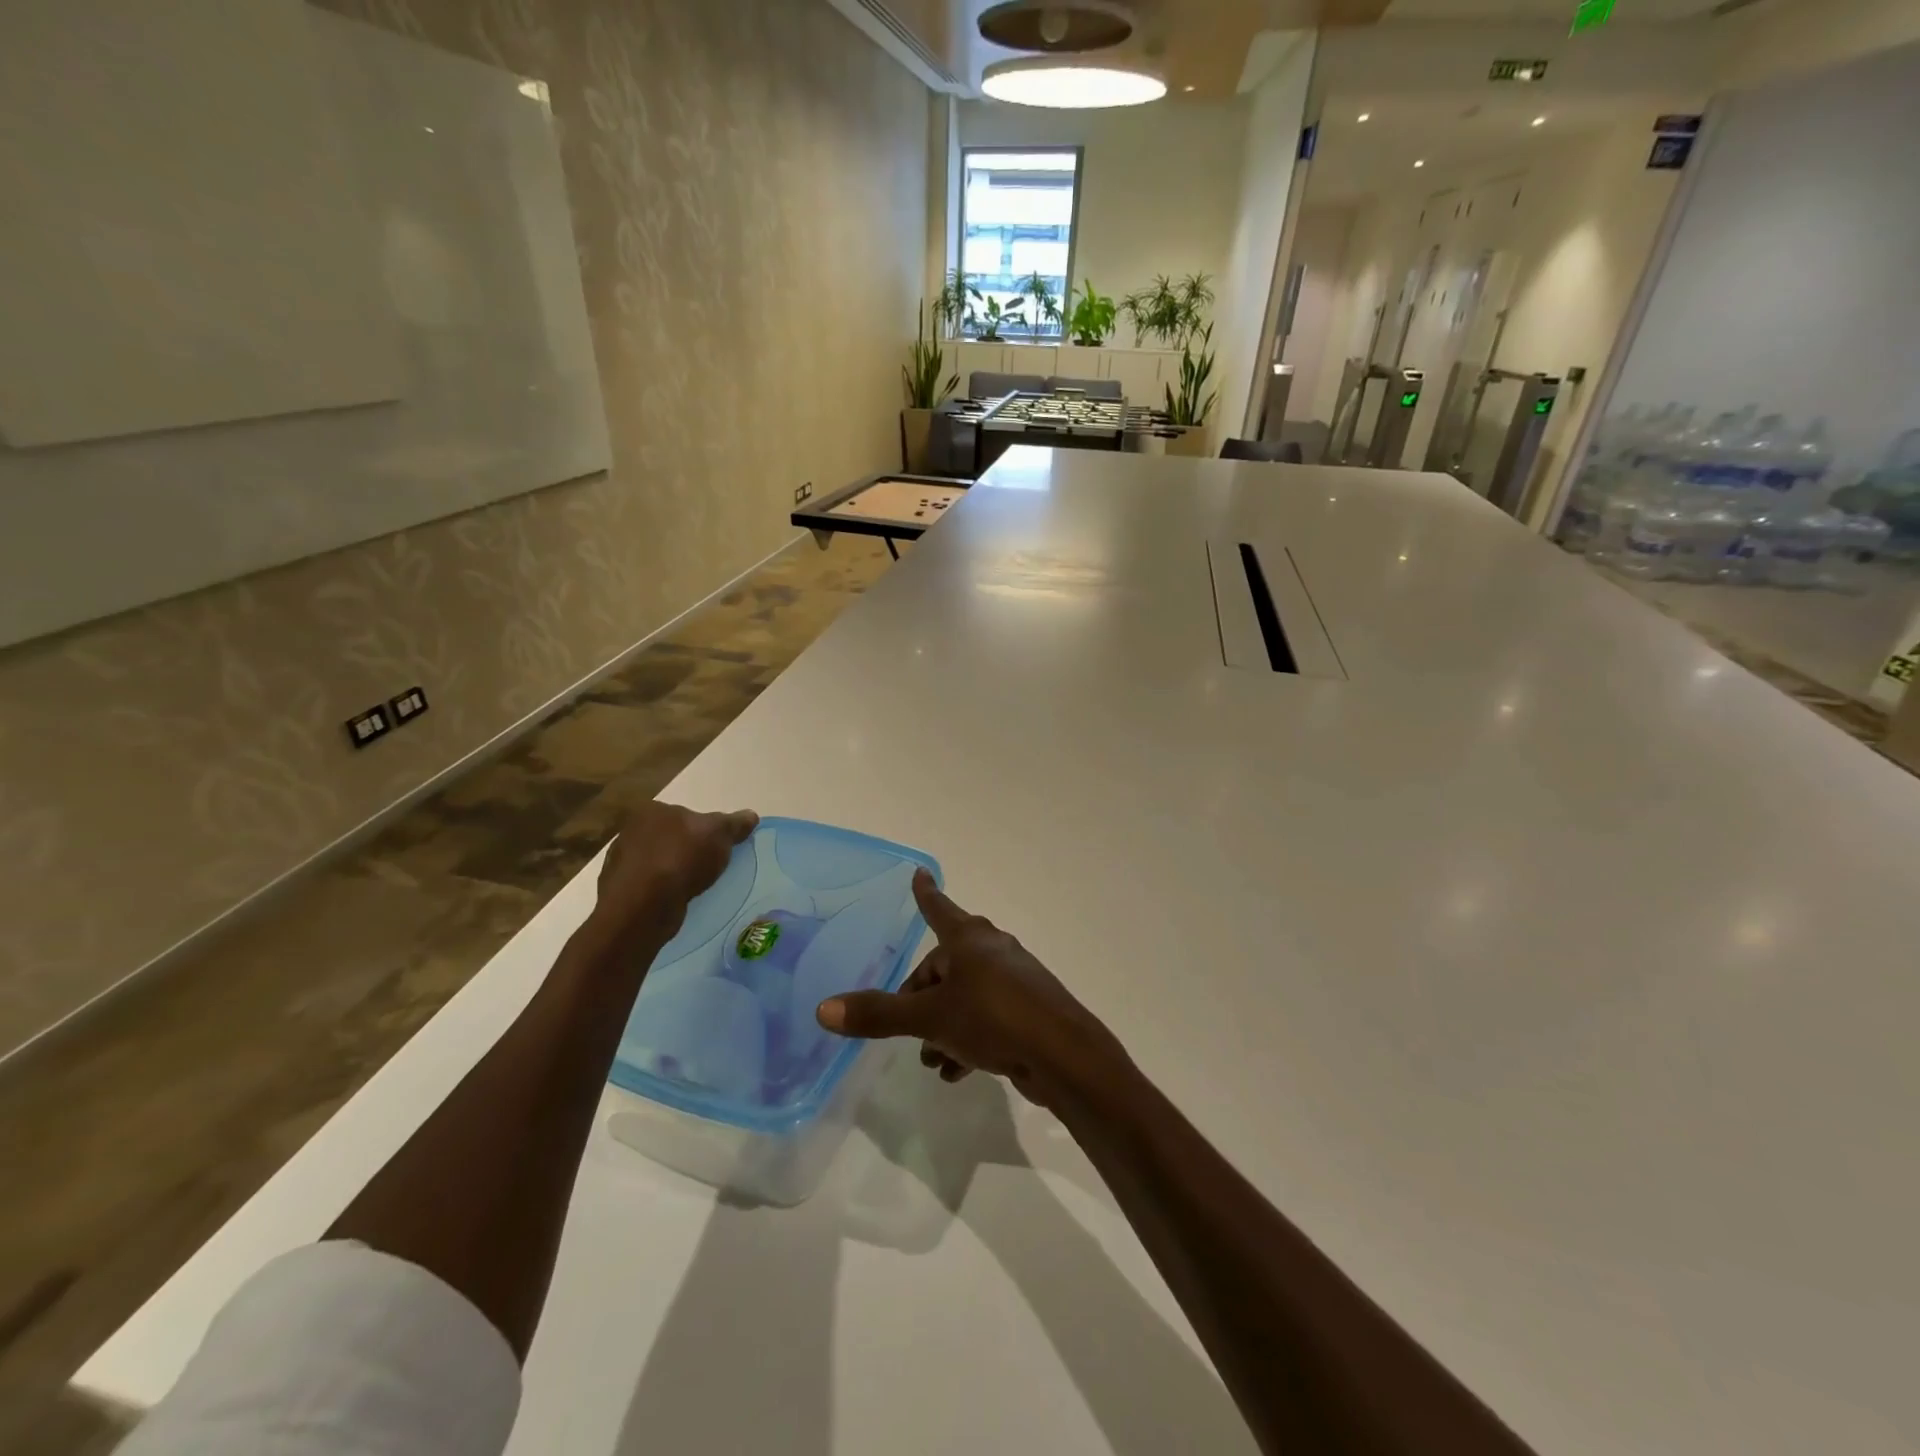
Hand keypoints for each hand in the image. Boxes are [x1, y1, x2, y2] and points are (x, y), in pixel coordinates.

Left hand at [588, 801, 756, 946]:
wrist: (644, 905)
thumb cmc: (682, 858)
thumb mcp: (719, 835)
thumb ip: (734, 824)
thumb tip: (751, 816)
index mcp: (653, 810)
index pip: (684, 815)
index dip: (702, 830)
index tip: (715, 847)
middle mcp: (631, 830)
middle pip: (670, 837)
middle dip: (686, 850)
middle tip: (707, 867)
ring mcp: (621, 860)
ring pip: (657, 862)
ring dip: (672, 872)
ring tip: (692, 888)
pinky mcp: (618, 889)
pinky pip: (648, 885)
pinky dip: (660, 891)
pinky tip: (674, 901)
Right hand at [816, 870, 1127, 1109]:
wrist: (1063, 1055)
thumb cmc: (993, 1019)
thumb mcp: (930, 1017)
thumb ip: (879, 1013)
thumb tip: (823, 1008)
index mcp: (969, 940)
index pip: (938, 908)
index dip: (924, 894)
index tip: (919, 873)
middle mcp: (992, 951)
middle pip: (945, 965)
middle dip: (921, 997)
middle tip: (904, 1026)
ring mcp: (1014, 980)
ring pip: (965, 996)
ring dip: (942, 1025)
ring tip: (930, 1060)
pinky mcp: (1027, 1010)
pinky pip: (986, 1017)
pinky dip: (967, 1038)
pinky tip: (956, 1072)